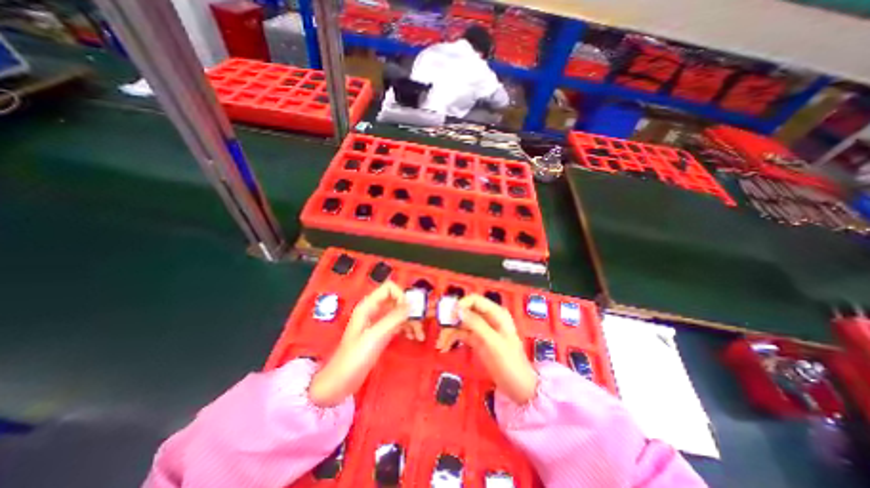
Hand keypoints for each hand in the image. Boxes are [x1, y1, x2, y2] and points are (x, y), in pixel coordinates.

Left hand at [310, 281, 421, 405]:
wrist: (339, 383)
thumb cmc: (354, 358)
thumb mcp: (375, 336)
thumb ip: (394, 318)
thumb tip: (413, 304)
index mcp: (368, 306)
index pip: (389, 288)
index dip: (402, 295)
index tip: (411, 310)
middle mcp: (375, 310)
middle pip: (397, 300)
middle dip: (411, 308)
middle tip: (424, 320)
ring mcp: (379, 322)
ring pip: (400, 312)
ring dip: (412, 320)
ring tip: (420, 335)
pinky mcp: (382, 333)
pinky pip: (399, 324)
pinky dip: (407, 328)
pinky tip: (414, 337)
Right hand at [442, 294, 537, 403]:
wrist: (519, 388)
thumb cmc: (510, 363)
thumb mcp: (493, 343)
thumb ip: (476, 324)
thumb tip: (458, 310)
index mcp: (496, 314)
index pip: (474, 300)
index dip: (460, 305)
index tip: (448, 316)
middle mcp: (488, 318)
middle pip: (465, 310)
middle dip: (451, 318)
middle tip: (438, 328)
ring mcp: (481, 329)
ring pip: (461, 322)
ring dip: (449, 330)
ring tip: (440, 343)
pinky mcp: (476, 340)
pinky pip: (461, 334)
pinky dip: (452, 338)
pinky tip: (444, 346)